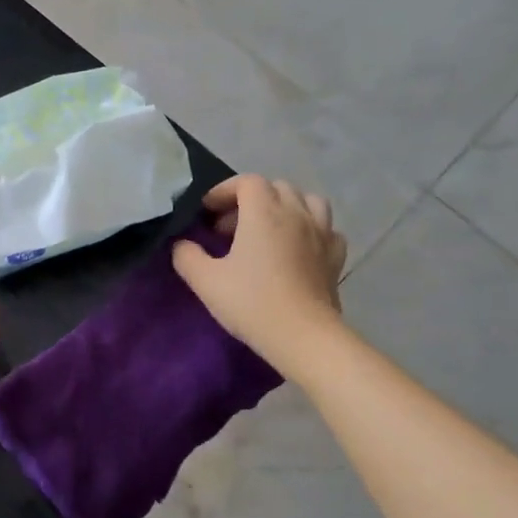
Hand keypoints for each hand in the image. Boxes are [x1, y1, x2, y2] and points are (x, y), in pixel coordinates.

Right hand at [173, 176, 346, 370]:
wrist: (302, 335)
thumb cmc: (250, 302)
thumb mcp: (205, 281)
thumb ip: (187, 256)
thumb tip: (182, 245)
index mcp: (264, 213)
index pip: (247, 182)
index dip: (224, 191)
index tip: (207, 212)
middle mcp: (296, 214)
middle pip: (276, 187)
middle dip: (250, 199)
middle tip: (230, 227)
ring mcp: (321, 233)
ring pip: (307, 201)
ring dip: (285, 207)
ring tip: (268, 229)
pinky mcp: (335, 256)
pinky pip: (325, 229)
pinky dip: (310, 229)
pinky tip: (298, 247)